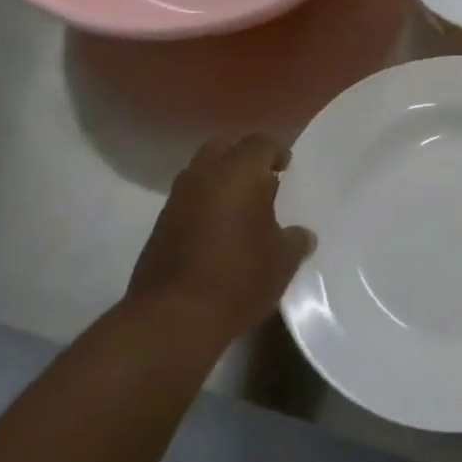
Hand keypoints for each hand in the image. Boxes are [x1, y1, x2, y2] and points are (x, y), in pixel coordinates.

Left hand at [125, 135, 314, 349]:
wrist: (173, 317)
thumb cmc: (239, 278)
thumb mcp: (282, 261)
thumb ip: (294, 240)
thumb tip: (301, 235)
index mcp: (238, 173)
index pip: (259, 143)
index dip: (276, 151)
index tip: (286, 167)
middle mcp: (203, 176)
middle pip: (224, 148)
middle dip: (243, 157)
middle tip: (263, 180)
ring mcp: (177, 199)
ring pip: (201, 172)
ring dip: (222, 180)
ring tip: (243, 207)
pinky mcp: (160, 225)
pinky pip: (188, 199)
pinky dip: (205, 203)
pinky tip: (221, 230)